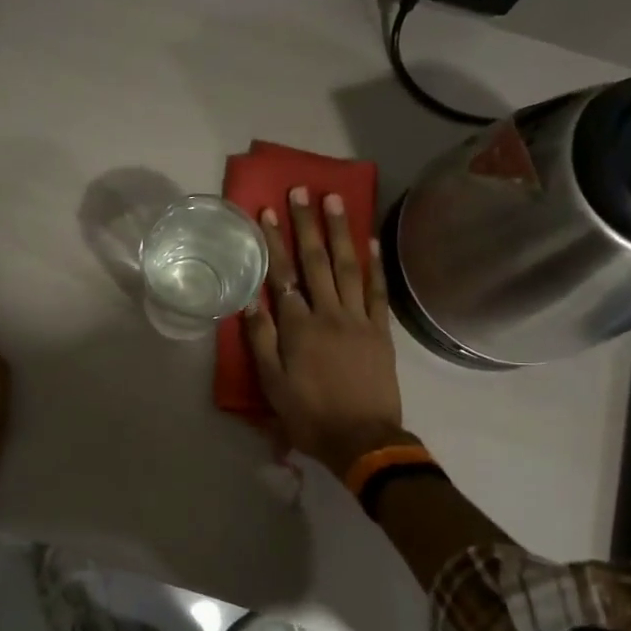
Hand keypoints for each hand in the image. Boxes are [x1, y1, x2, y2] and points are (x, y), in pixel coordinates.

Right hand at [244, 187, 411, 475]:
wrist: (362, 440)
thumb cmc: (309, 415)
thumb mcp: (272, 384)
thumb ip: (261, 339)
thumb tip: (249, 299)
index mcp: (298, 327)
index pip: (282, 275)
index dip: (274, 242)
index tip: (268, 211)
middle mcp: (328, 314)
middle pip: (316, 261)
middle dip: (307, 224)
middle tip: (302, 191)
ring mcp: (358, 319)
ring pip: (348, 267)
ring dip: (340, 231)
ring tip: (335, 200)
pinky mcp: (381, 330)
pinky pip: (377, 290)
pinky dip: (375, 263)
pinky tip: (371, 238)